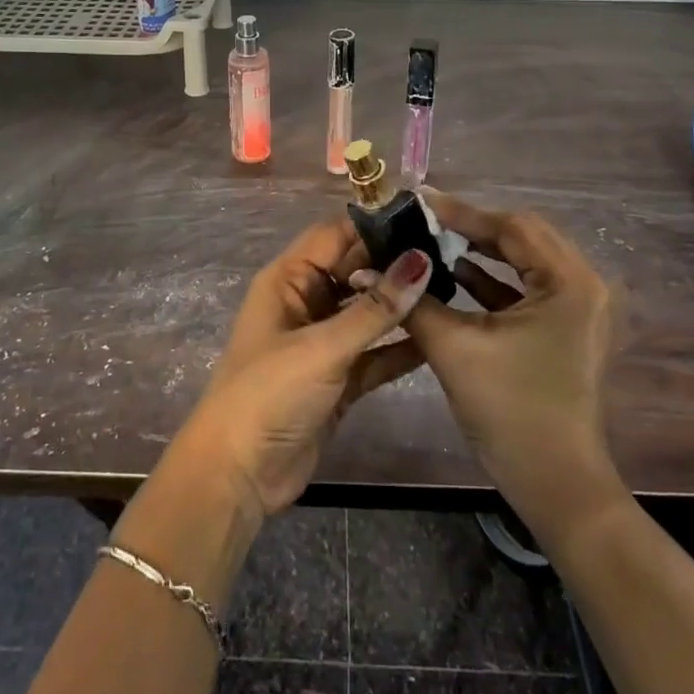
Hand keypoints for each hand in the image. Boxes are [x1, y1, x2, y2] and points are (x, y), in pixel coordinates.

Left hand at [180, 221, 432, 521]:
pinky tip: (439, 339)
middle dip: (397, 263)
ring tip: (456, 288)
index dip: (376, 224)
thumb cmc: (269, 394)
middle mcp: (306, 302)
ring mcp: (323, 341)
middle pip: (356, 270)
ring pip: (368, 312)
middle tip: (453, 253)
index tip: (427, 218)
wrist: (238, 476)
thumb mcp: (323, 347)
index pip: (336, 235)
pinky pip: (375, 353)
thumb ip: (375, 309)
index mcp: (289, 280)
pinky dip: (401, 347)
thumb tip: (421, 260)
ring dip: (403, 305)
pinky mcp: (339, 378)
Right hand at [400, 193, 618, 506]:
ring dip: (482, 252)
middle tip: (425, 219)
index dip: (462, 212)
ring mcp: (579, 309)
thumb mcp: (454, 349)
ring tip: (433, 241)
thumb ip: (412, 301)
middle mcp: (583, 285)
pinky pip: (527, 288)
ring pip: (524, 262)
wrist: (556, 486)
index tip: (418, 201)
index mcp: (568, 282)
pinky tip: (456, 276)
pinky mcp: (567, 329)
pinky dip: (493, 281)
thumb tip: (368, 267)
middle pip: (522, 237)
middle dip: (472, 227)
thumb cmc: (510, 411)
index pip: (512, 227)